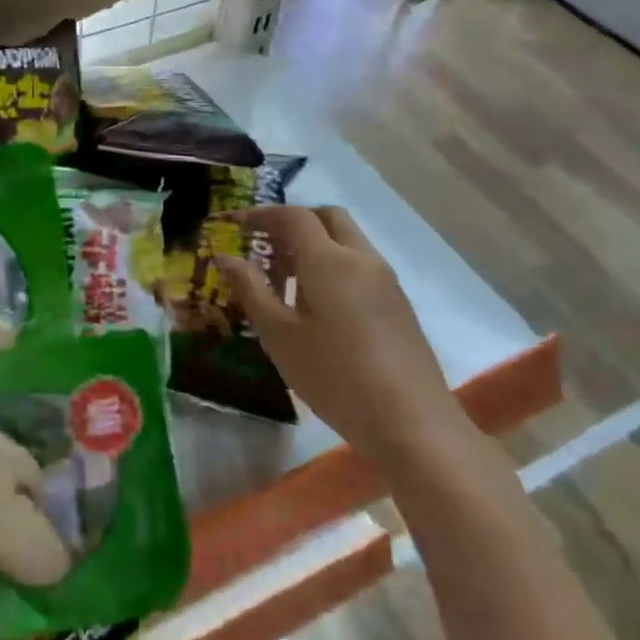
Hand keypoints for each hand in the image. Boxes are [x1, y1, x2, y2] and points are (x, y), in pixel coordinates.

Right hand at [216, 206, 471, 472]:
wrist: (414, 425)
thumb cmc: (335, 377)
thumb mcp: (279, 336)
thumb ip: (251, 290)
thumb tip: (224, 257)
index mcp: (329, 260)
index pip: (293, 215)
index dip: (260, 214)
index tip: (234, 225)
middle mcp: (361, 259)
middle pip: (326, 217)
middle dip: (292, 221)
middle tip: (263, 245)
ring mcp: (385, 281)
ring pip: (346, 241)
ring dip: (314, 244)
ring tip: (284, 280)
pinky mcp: (398, 305)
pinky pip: (359, 265)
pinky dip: (333, 266)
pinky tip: (316, 306)